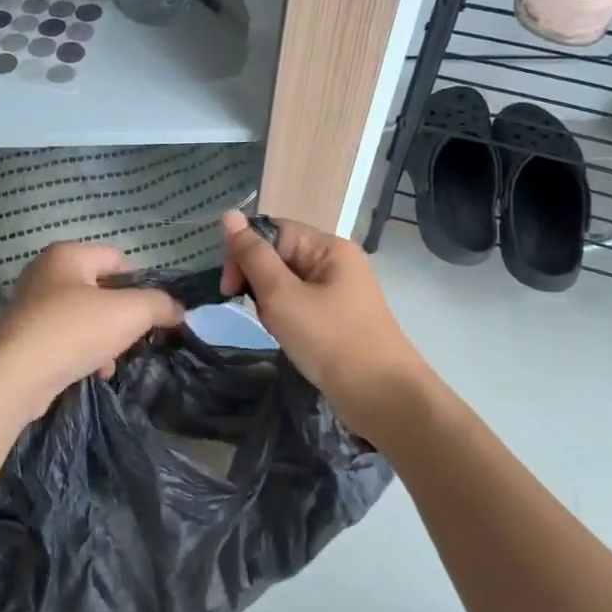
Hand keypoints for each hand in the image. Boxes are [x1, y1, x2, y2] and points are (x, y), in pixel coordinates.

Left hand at [0, 242, 183, 417]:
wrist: (16, 377)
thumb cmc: (74, 331)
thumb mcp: (130, 312)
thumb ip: (159, 304)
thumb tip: (177, 309)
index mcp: (67, 255)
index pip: (118, 260)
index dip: (140, 284)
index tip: (152, 312)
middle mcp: (45, 273)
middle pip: (102, 290)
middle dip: (122, 316)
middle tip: (134, 337)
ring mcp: (31, 306)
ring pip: (85, 317)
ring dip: (105, 339)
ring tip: (112, 362)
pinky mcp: (25, 337)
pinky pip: (66, 339)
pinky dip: (84, 353)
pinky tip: (94, 372)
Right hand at [218, 211, 427, 437]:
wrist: (382, 397)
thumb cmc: (330, 340)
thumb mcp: (282, 296)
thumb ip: (253, 256)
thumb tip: (229, 215)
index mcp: (328, 247)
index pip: (274, 231)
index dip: (246, 253)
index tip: (229, 288)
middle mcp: (336, 262)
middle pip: (280, 256)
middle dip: (260, 283)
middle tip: (261, 315)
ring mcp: (340, 291)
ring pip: (287, 284)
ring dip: (273, 305)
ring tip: (280, 331)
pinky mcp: (339, 318)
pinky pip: (301, 305)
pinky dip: (288, 319)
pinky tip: (290, 339)